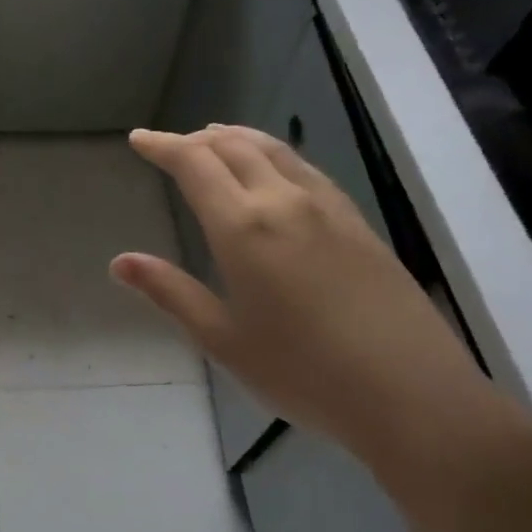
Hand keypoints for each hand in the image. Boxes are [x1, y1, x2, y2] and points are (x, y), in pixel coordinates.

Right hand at [112, 126, 511, 470]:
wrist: (411, 393)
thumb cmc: (302, 373)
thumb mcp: (223, 339)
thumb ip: (170, 292)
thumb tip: (120, 262)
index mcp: (244, 227)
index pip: (194, 164)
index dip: (162, 145)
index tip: (139, 139)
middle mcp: (285, 201)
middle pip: (234, 146)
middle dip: (195, 140)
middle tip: (170, 146)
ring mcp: (328, 208)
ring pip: (274, 150)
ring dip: (236, 138)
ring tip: (214, 141)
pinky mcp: (357, 222)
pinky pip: (305, 168)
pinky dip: (273, 155)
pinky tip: (273, 173)